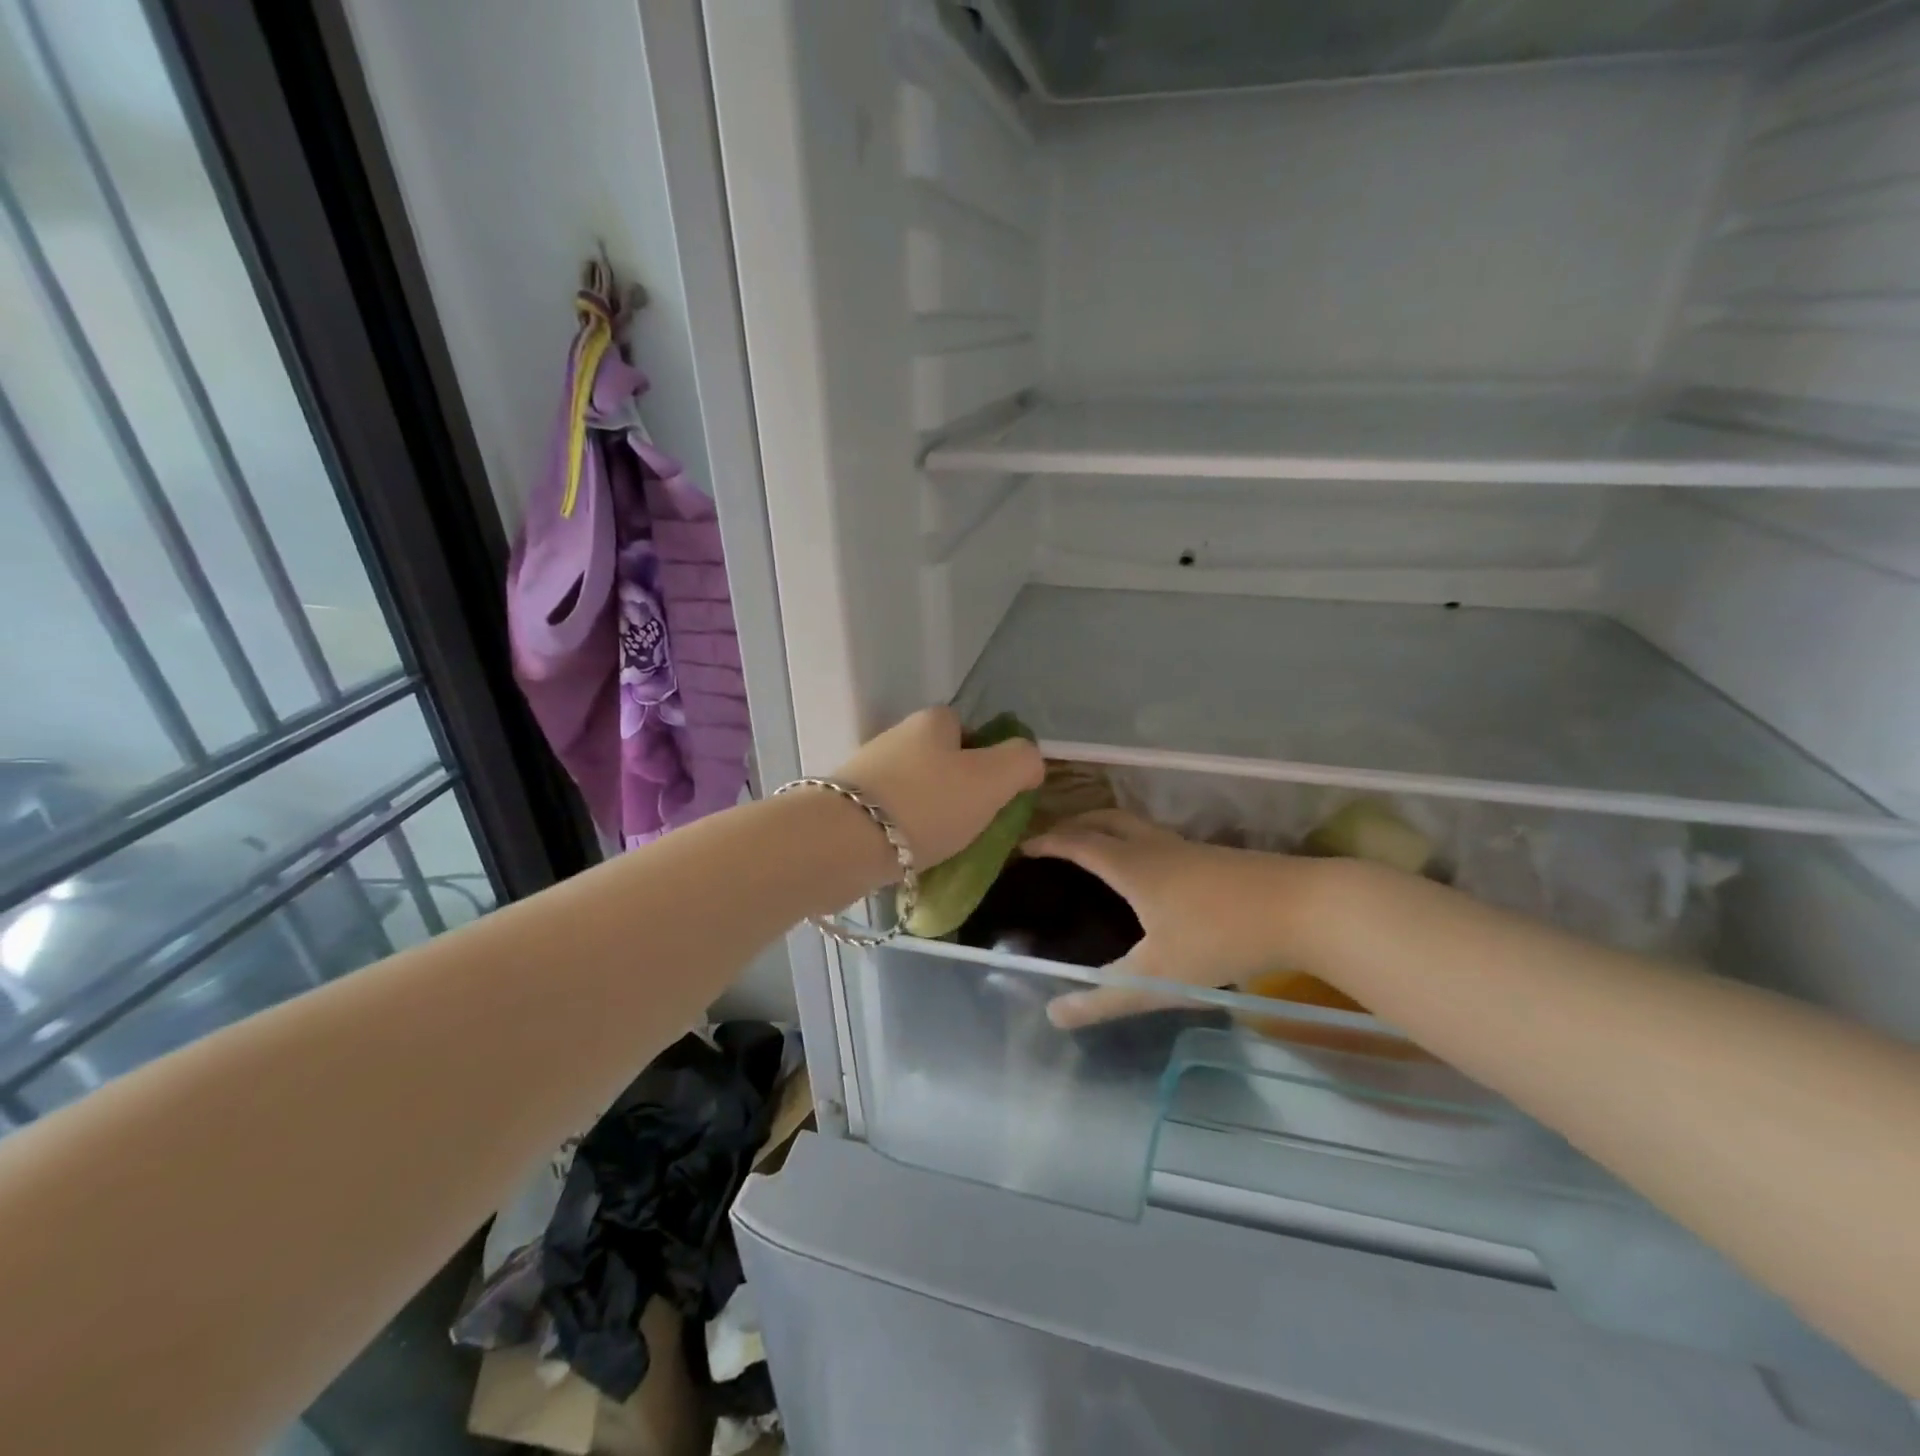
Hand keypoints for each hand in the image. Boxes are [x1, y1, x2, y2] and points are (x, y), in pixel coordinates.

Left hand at [833, 708, 1044, 873]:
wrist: (841, 843)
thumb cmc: (926, 804)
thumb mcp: (992, 779)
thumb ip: (1021, 762)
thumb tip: (1029, 761)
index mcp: (932, 723)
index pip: (967, 728)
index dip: (986, 757)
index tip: (994, 794)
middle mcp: (896, 738)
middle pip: (940, 761)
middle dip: (958, 790)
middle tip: (973, 825)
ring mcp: (867, 772)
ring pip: (914, 790)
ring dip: (930, 814)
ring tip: (943, 848)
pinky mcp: (845, 807)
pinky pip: (889, 817)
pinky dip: (903, 834)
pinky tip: (911, 858)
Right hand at [1025, 810, 1332, 1027]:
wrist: (1304, 907)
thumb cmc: (1222, 937)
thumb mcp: (1158, 977)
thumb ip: (1106, 999)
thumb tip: (1054, 1014)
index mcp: (1132, 866)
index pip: (1078, 843)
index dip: (1047, 842)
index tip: (1023, 845)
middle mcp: (1155, 847)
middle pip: (1104, 820)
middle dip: (1073, 824)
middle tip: (1052, 840)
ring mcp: (1187, 848)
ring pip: (1133, 825)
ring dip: (1104, 829)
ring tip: (1092, 850)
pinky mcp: (1212, 857)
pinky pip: (1156, 838)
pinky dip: (1132, 842)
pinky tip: (1146, 871)